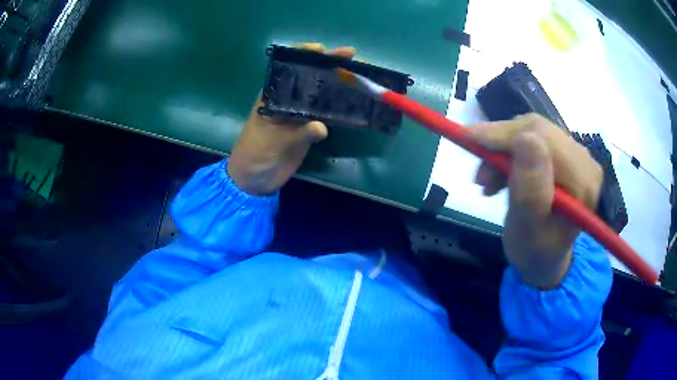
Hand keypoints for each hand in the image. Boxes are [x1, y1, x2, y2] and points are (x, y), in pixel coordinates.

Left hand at [227, 43, 355, 194]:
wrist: (255, 180)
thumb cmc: (255, 154)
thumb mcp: (273, 142)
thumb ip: (297, 133)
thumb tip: (322, 126)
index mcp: (273, 95)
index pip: (289, 69)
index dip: (304, 55)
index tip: (322, 49)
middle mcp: (288, 100)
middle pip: (310, 78)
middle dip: (329, 66)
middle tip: (352, 57)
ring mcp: (300, 115)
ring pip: (321, 95)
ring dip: (338, 85)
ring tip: (360, 76)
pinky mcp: (308, 130)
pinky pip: (326, 116)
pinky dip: (340, 109)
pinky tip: (355, 102)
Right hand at [470, 114, 602, 287]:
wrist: (545, 256)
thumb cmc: (534, 252)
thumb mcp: (527, 231)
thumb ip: (530, 191)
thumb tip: (526, 140)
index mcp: (583, 182)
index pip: (542, 140)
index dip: (505, 136)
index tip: (468, 139)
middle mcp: (585, 161)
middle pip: (537, 130)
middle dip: (501, 144)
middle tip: (479, 174)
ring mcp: (576, 154)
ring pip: (532, 129)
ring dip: (504, 149)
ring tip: (489, 181)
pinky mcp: (565, 152)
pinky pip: (533, 136)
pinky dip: (511, 150)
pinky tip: (502, 172)